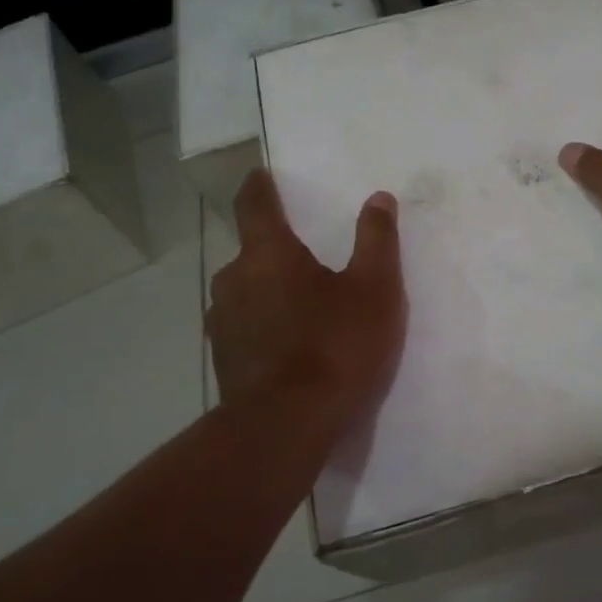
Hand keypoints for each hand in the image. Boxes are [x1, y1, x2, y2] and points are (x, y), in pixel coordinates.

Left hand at [207, 170, 405, 427]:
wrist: (287, 426)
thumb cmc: (336, 346)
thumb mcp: (375, 289)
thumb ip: (377, 240)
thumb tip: (378, 198)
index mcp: (268, 254)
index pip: (255, 204)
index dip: (260, 187)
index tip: (261, 175)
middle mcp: (234, 280)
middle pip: (251, 252)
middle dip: (275, 251)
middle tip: (306, 260)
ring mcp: (222, 322)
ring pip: (245, 292)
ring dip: (268, 291)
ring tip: (300, 308)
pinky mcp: (223, 359)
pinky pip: (244, 327)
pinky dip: (263, 325)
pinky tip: (288, 347)